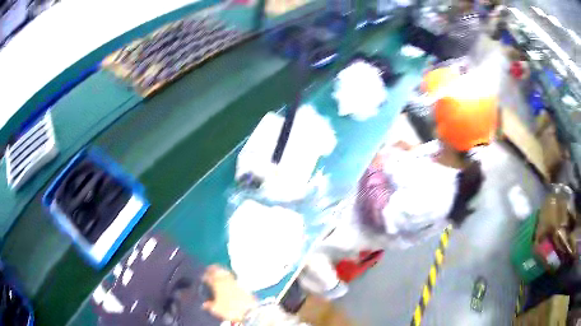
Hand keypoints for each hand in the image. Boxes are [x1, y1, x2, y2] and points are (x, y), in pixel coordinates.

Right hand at [202, 265, 257, 321]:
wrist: (248, 311)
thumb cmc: (230, 310)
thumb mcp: (217, 309)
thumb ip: (209, 305)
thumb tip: (204, 304)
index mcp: (217, 285)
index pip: (209, 277)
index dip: (205, 276)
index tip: (203, 277)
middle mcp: (226, 281)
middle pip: (218, 272)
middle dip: (213, 270)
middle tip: (210, 269)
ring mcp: (235, 282)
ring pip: (226, 273)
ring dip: (222, 271)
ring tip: (219, 271)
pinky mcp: (243, 286)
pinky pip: (234, 278)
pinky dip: (230, 276)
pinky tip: (229, 279)